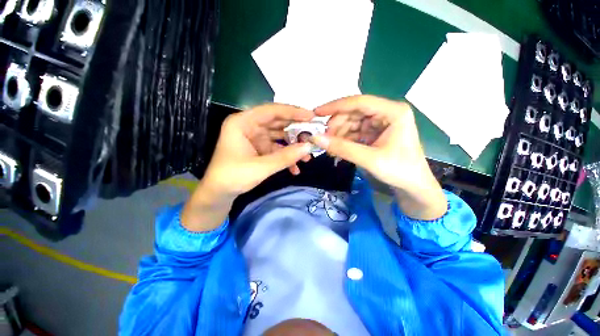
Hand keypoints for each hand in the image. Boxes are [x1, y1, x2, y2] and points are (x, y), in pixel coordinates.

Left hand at [183, 104, 314, 230]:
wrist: (219, 194)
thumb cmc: (233, 177)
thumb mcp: (260, 167)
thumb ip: (285, 157)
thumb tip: (308, 147)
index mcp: (243, 123)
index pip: (271, 111)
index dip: (292, 112)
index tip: (311, 116)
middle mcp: (250, 127)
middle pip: (278, 123)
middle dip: (296, 131)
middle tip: (314, 135)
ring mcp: (256, 138)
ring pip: (280, 137)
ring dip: (294, 147)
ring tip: (307, 156)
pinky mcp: (260, 149)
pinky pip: (277, 149)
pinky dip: (286, 157)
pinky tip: (295, 168)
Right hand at [311, 95, 445, 219]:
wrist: (413, 186)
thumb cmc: (399, 171)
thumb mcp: (369, 159)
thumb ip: (342, 148)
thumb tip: (315, 138)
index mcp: (393, 112)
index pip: (359, 102)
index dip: (335, 106)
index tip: (316, 113)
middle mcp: (387, 113)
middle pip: (354, 112)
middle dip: (337, 125)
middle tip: (324, 139)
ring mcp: (381, 123)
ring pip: (352, 122)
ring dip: (339, 134)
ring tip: (330, 149)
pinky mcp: (376, 133)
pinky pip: (355, 132)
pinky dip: (344, 140)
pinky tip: (337, 150)